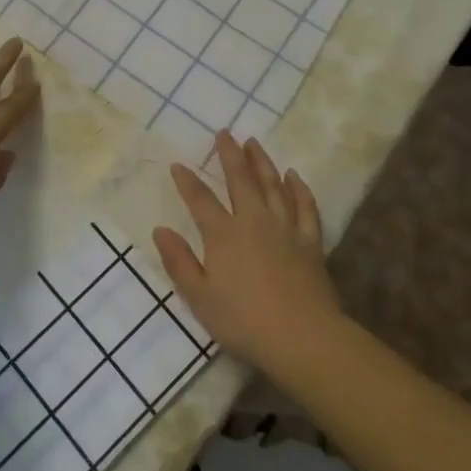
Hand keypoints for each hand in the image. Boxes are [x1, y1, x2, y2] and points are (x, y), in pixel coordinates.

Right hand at [155, 131, 341, 372]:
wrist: (302, 337)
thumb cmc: (243, 321)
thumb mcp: (199, 297)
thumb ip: (179, 262)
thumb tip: (160, 230)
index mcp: (223, 234)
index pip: (200, 200)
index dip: (187, 181)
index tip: (178, 165)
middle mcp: (254, 221)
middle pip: (240, 180)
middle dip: (230, 155)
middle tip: (225, 133)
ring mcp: (285, 228)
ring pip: (273, 185)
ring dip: (262, 162)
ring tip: (254, 143)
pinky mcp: (310, 241)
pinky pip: (305, 206)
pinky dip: (299, 189)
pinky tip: (294, 176)